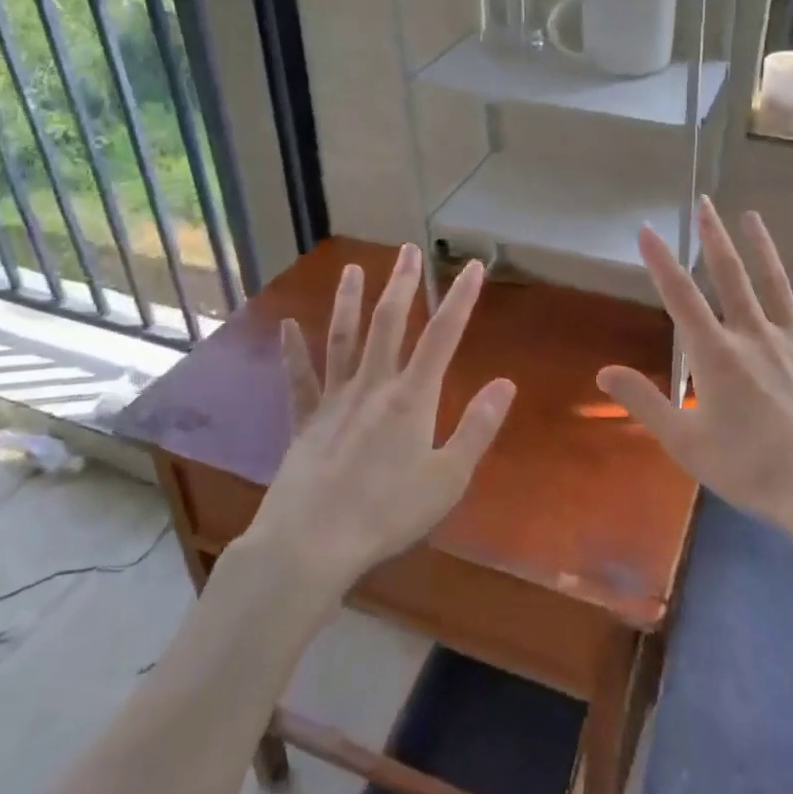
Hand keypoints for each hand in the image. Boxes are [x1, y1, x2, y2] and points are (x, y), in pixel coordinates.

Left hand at [242, 245, 515, 590]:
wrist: (311, 543)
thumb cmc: (387, 513)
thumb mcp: (448, 478)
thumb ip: (477, 428)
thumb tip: (505, 383)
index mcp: (412, 398)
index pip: (443, 336)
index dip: (460, 299)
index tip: (473, 267)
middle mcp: (373, 386)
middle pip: (389, 324)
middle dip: (402, 284)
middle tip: (407, 249)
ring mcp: (334, 401)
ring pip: (343, 340)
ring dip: (349, 302)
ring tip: (352, 269)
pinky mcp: (305, 423)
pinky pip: (300, 380)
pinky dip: (293, 352)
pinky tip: (287, 327)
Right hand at [597, 199, 792, 535]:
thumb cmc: (748, 468)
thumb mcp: (685, 442)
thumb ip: (644, 402)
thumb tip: (604, 372)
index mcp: (716, 355)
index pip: (681, 298)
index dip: (661, 262)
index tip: (648, 229)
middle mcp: (753, 337)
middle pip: (731, 278)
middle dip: (714, 239)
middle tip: (705, 203)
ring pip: (776, 287)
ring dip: (762, 250)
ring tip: (752, 216)